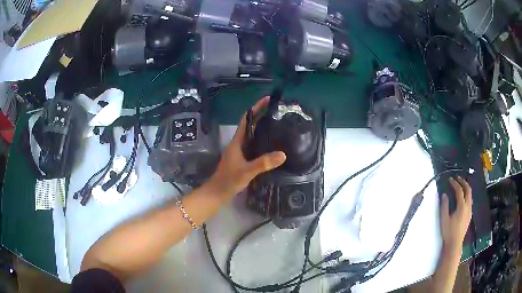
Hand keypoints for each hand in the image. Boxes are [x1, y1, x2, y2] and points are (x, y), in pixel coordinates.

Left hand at [208, 97, 285, 200]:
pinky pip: (254, 146)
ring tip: (279, 125)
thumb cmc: (228, 180)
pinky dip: (263, 142)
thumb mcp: (246, 171)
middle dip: (262, 116)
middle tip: (278, 112)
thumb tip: (283, 154)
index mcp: (237, 141)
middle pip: (251, 125)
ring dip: (263, 128)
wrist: (217, 193)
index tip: (268, 100)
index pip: (247, 119)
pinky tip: (272, 145)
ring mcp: (240, 151)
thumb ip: (263, 163)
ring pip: (253, 135)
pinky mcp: (243, 159)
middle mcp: (239, 143)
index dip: (256, 108)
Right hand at [440, 176, 472, 251]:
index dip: (454, 183)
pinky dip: (467, 195)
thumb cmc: (448, 232)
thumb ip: (444, 206)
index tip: (450, 180)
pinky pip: (470, 200)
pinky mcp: (470, 214)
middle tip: (457, 178)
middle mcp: (468, 206)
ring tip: (460, 185)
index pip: (459, 191)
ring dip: (466, 188)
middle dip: (463, 182)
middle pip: (468, 190)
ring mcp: (470, 210)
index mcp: (461, 207)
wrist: (454, 244)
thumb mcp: (444, 219)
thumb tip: (444, 195)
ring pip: (470, 195)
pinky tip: (463, 197)